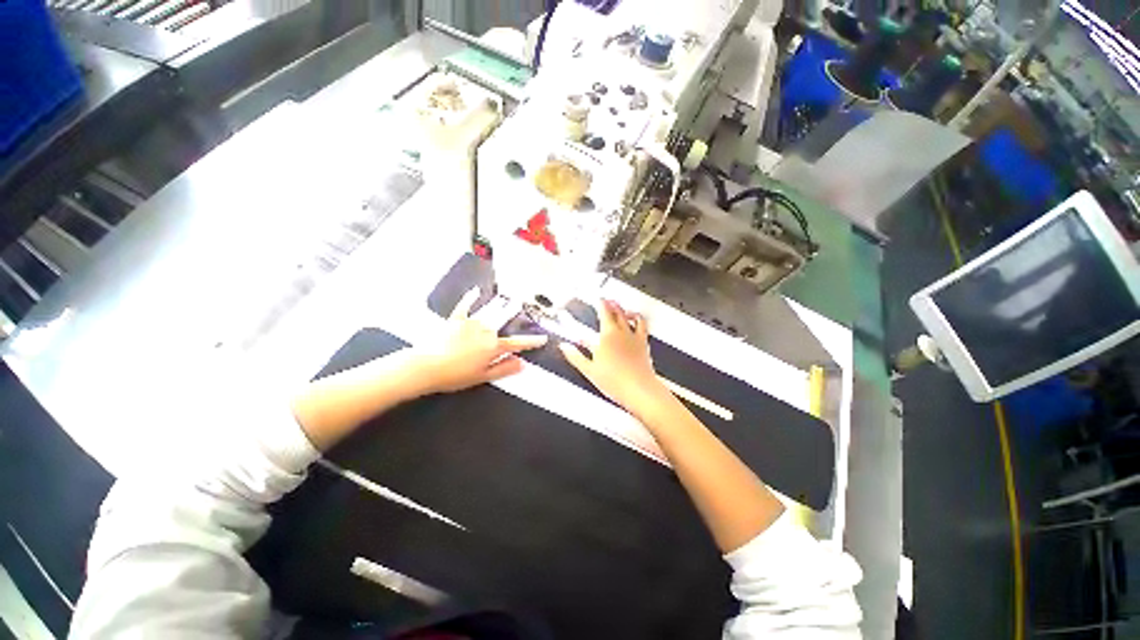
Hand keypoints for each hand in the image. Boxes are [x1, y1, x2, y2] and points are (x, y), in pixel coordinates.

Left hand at [413, 288, 547, 393]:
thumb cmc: (455, 375)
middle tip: (523, 304)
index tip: (544, 338)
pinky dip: (470, 298)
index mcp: (494, 346)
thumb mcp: (483, 376)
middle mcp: (486, 331)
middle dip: (514, 313)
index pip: (518, 343)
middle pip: (504, 322)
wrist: (425, 366)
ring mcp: (471, 323)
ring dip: (500, 305)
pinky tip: (475, 290)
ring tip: (510, 297)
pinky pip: (465, 306)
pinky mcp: (455, 320)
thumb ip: (504, 368)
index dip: (532, 341)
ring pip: (489, 313)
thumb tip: (522, 363)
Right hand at [559, 299, 669, 416]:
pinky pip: (642, 325)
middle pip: (616, 311)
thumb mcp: (589, 369)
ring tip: (620, 306)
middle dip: (611, 304)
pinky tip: (636, 319)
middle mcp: (621, 332)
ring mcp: (634, 337)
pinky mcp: (643, 343)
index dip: (600, 304)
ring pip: (630, 315)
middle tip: (607, 300)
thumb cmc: (615, 381)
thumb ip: (575, 356)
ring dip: (624, 309)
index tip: (598, 299)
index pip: (603, 312)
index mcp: (606, 335)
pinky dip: (638, 319)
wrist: (638, 389)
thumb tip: (564, 347)